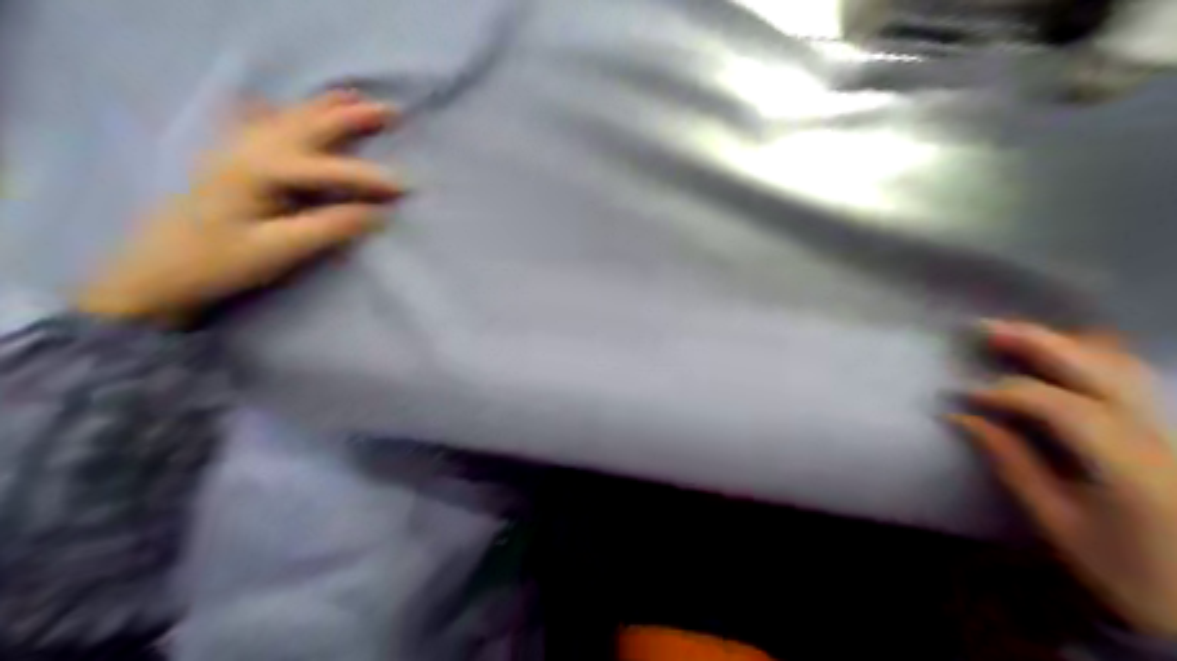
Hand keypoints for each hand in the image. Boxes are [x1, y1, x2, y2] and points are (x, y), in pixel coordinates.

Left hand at [79, 90, 401, 326]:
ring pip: (287, 117)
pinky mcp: (225, 159)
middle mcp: (248, 149)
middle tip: (391, 111)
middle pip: (309, 124)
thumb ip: (329, 227)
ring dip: (324, 107)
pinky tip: (277, 106)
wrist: (154, 271)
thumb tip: (377, 214)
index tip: (406, 186)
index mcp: (261, 171)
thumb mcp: (278, 250)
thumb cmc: (218, 263)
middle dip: (352, 116)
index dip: (369, 177)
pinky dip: (277, 112)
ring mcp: (233, 149)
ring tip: (355, 98)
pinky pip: (256, 122)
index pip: (328, 169)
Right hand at [955, 323, 1175, 636]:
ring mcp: (1168, 428)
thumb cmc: (1128, 572)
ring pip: (1119, 364)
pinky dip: (1092, 355)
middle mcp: (1155, 434)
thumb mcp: (1058, 523)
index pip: (1058, 405)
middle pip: (1095, 369)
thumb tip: (965, 419)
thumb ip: (1012, 464)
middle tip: (983, 329)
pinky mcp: (1167, 431)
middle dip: (1035, 344)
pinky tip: (1065, 351)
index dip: (1004, 392)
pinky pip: (1130, 376)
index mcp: (1127, 464)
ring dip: (1063, 343)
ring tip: (1016, 334)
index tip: (963, 395)